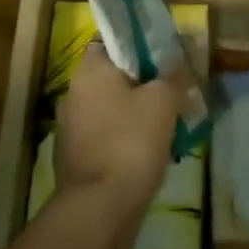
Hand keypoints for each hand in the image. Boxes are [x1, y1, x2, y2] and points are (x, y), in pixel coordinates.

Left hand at [55, 43, 185, 210]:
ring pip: (112, 107)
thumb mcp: (163, 101)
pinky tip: (151, 149)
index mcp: (89, 70)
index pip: (111, 42)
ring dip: (137, 112)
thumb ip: (172, 75)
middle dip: (143, 82)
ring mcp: (71, 126)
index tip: (165, 57)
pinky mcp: (76, 155)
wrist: (101, 206)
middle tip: (174, 91)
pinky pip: (108, 134)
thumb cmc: (131, 141)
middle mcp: (74, 92)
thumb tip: (177, 60)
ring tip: (169, 123)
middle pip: (114, 76)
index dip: (139, 45)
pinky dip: (127, 137)